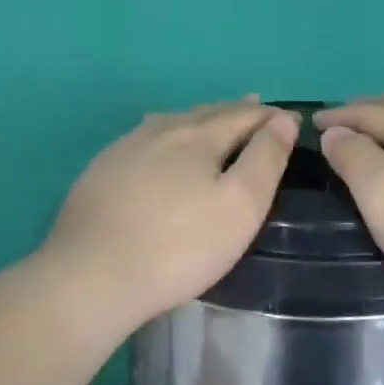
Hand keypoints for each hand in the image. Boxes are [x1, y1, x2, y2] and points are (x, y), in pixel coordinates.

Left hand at [38, 97, 299, 333]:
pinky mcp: (100, 172)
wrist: (91, 276)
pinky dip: (167, 135)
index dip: (271, 116)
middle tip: (257, 108)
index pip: (244, 116)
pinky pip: (144, 139)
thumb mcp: (240, 206)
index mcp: (199, 136)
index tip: (292, 119)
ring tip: (213, 118)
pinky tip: (159, 142)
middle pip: (207, 113)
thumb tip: (284, 120)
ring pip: (172, 122)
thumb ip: (265, 159)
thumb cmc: (180, 246)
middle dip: (236, 111)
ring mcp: (125, 149)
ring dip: (200, 119)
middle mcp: (161, 131)